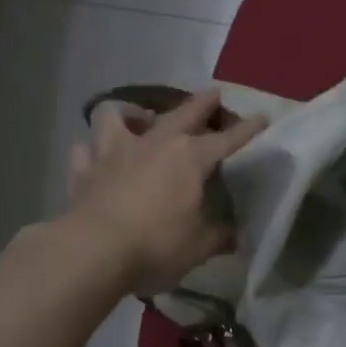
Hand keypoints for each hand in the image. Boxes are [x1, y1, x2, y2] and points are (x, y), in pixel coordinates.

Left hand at [64, 89, 265, 296]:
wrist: (94, 251)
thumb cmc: (156, 245)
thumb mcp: (200, 246)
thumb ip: (220, 235)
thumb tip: (235, 233)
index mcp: (189, 158)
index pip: (226, 139)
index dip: (247, 129)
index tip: (262, 118)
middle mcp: (153, 143)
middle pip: (182, 113)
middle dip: (202, 103)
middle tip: (213, 95)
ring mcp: (113, 152)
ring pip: (116, 114)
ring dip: (129, 113)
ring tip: (138, 119)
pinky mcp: (83, 170)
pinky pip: (85, 150)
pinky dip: (92, 150)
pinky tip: (97, 156)